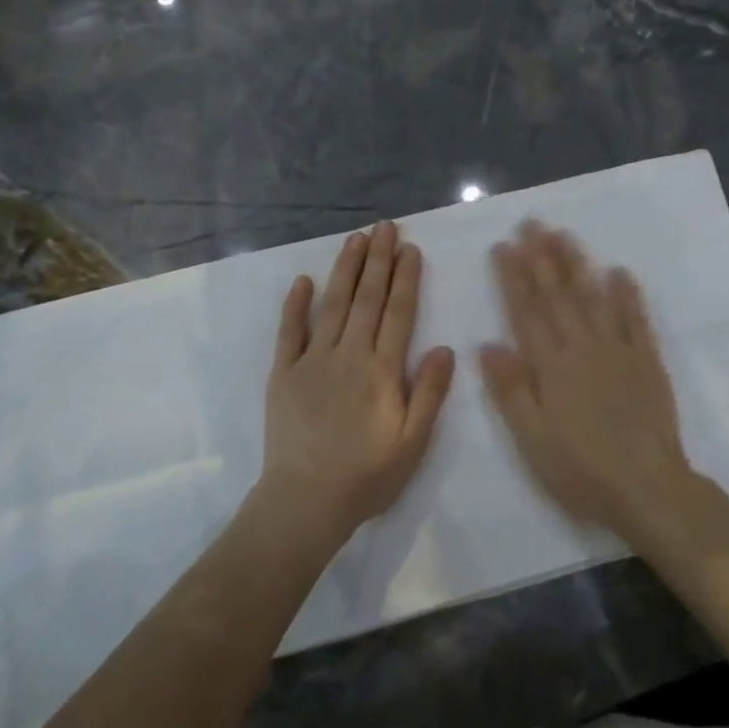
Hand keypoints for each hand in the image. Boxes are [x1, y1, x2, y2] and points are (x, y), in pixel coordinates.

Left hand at [254, 220, 455, 545]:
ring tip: (356, 239)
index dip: (406, 279)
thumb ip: (428, 393)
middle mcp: (348, 355)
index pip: (398, 313)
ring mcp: (312, 361)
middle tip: (384, 227)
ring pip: (333, 305)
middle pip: (367, 299)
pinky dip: (296, 304)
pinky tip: (304, 280)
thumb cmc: (366, 475)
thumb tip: (444, 348)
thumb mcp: (412, 442)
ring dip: (346, 270)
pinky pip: (290, 331)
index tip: (410, 249)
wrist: (306, 500)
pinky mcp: (284, 373)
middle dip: (378, 260)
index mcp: (381, 370)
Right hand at [479, 221, 704, 541]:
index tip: (503, 246)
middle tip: (532, 223)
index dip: (513, 277)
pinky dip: (628, 295)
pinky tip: (619, 272)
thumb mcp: (531, 438)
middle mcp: (582, 348)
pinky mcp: (647, 362)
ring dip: (577, 265)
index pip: (526, 311)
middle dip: (542, 257)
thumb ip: (510, 389)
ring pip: (593, 298)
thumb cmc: (580, 469)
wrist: (647, 488)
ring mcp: (618, 351)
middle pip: (558, 295)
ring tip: (565, 235)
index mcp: (550, 366)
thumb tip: (487, 344)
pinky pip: (636, 321)